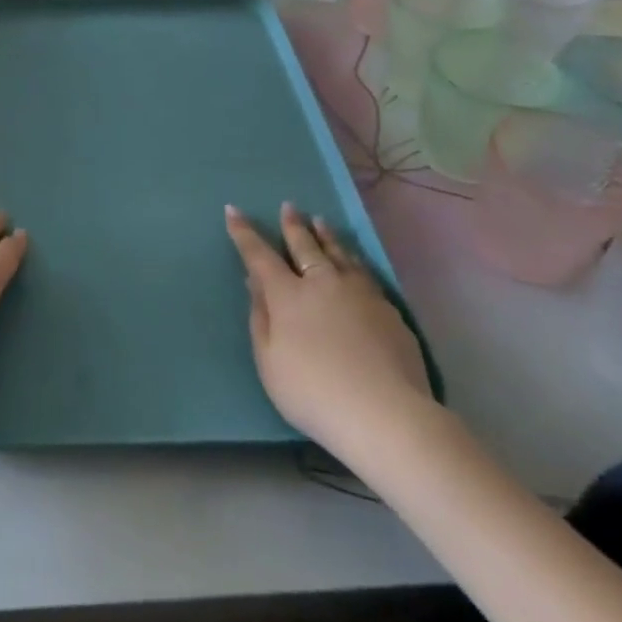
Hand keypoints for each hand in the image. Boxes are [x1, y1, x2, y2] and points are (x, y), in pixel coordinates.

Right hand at [226, 203, 430, 458]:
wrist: (385, 414)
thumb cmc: (313, 392)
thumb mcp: (269, 362)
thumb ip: (260, 319)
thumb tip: (255, 284)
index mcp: (288, 295)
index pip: (259, 256)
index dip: (244, 233)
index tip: (233, 210)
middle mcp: (322, 283)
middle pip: (304, 246)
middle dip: (293, 226)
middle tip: (289, 207)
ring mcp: (359, 294)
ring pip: (339, 254)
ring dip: (326, 236)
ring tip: (321, 222)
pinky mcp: (388, 310)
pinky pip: (364, 274)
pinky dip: (353, 261)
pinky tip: (355, 263)